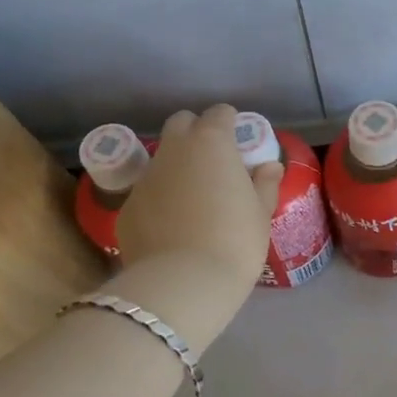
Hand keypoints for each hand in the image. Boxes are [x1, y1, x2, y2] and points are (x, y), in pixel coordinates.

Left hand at [117, 105, 282, 294]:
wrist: (183, 282)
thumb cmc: (235, 240)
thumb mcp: (261, 212)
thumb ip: (265, 183)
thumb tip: (269, 167)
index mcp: (211, 142)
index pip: (219, 113)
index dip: (230, 124)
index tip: (240, 144)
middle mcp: (174, 151)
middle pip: (181, 123)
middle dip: (196, 133)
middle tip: (215, 162)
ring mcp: (145, 178)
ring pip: (161, 158)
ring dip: (177, 167)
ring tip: (194, 199)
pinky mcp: (127, 207)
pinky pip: (147, 193)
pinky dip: (160, 199)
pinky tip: (173, 227)